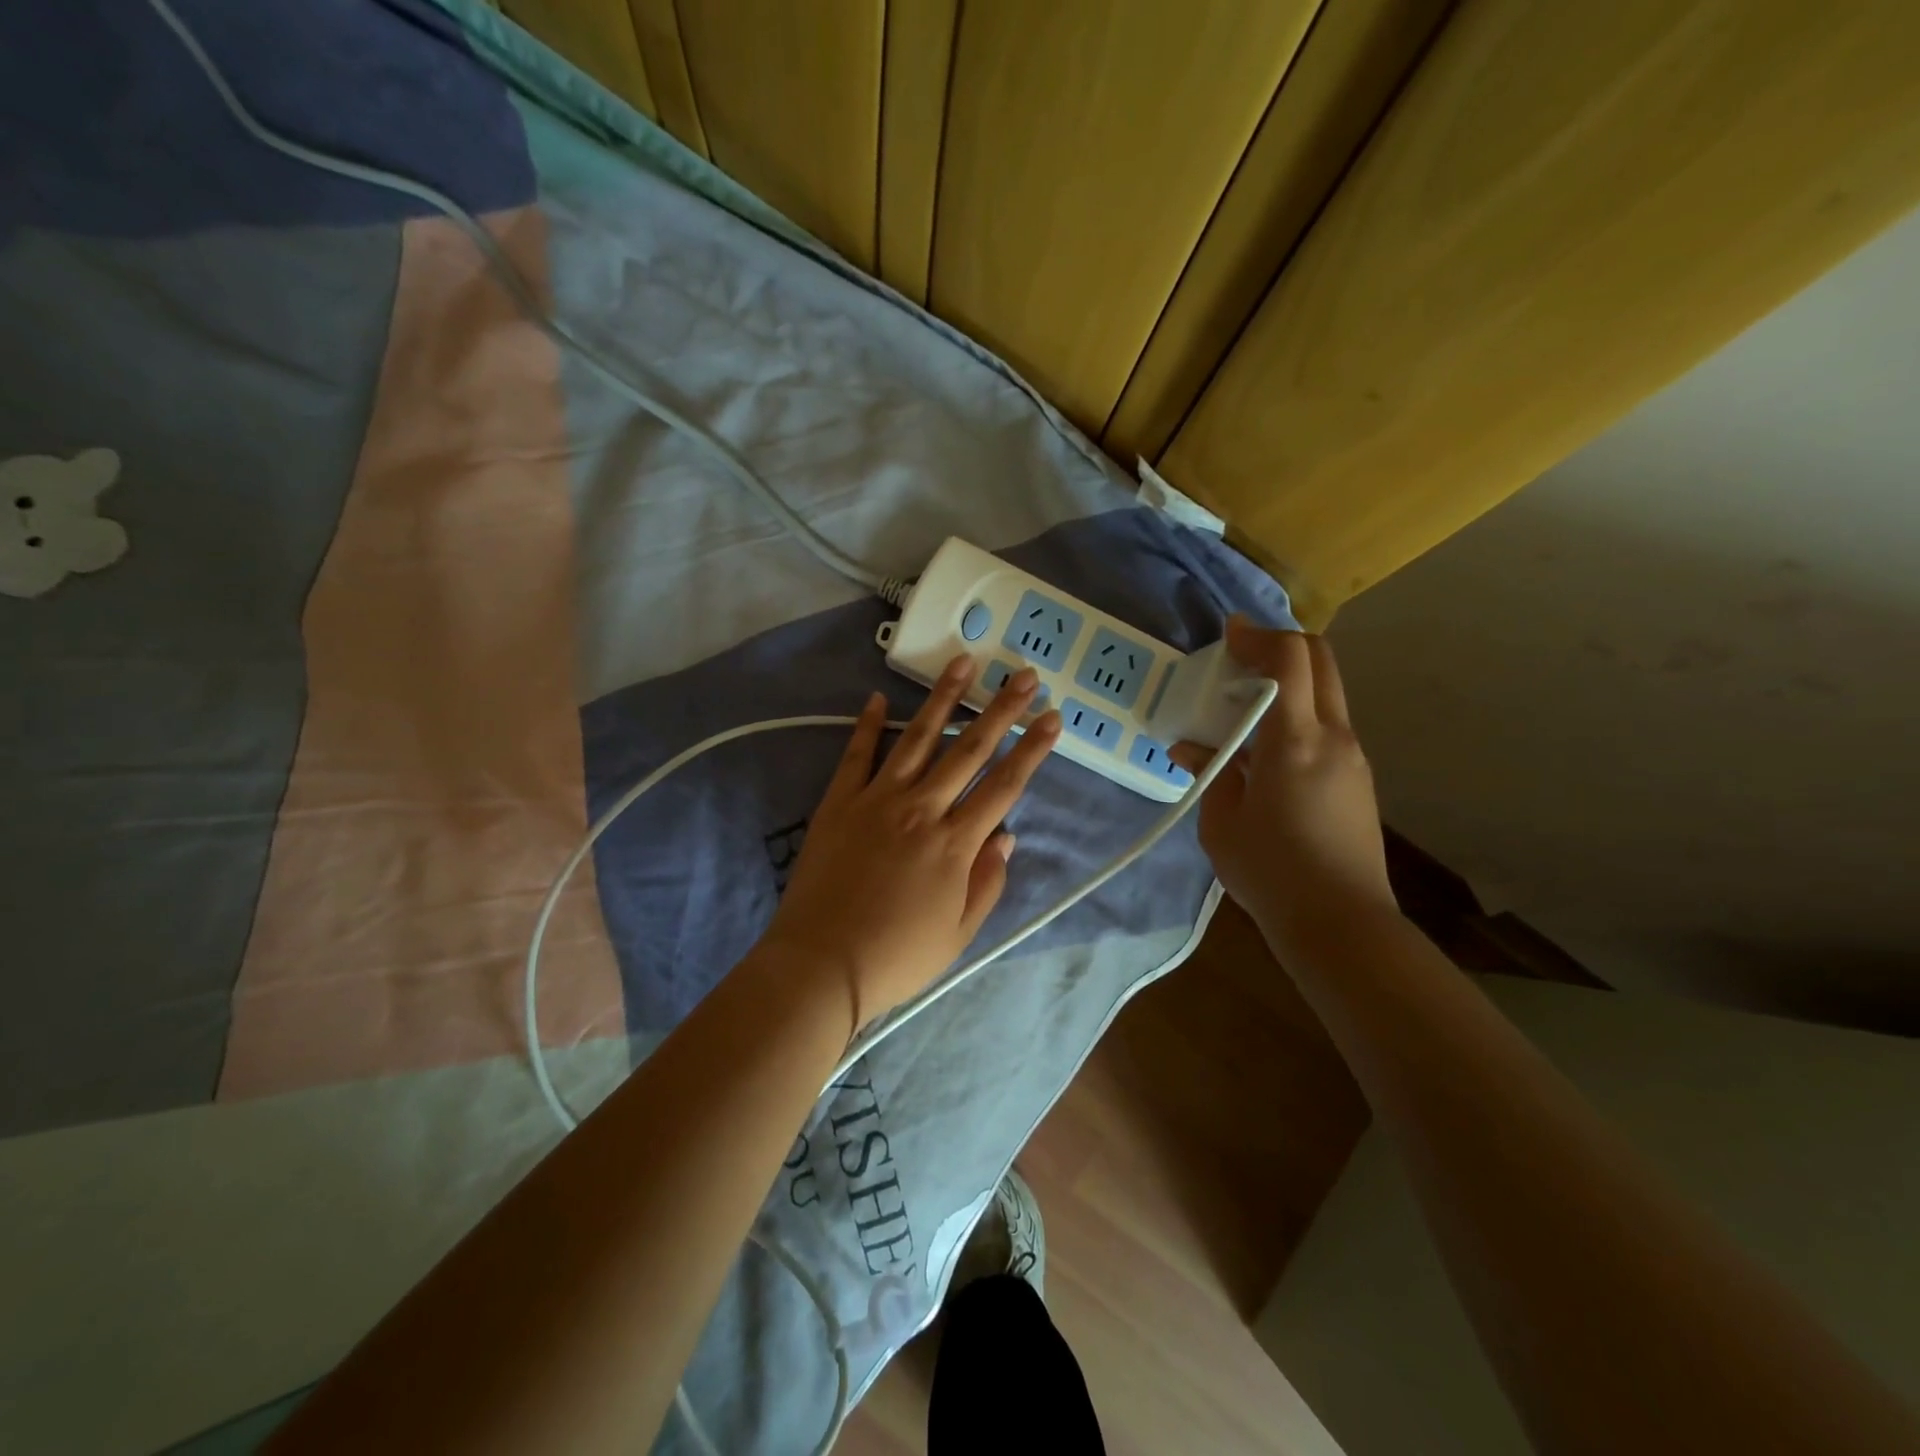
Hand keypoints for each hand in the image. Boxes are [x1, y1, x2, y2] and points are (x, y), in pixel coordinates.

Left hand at [761, 655, 1062, 1037]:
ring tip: (962, 662)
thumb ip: (987, 882)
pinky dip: (867, 725)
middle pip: (969, 750)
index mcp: (955, 843)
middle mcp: (922, 809)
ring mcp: (877, 800)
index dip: (1032, 750)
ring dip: (943, 698)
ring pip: (917, 739)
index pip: (1004, 786)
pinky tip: (876, 697)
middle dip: (1001, 709)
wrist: (821, 964)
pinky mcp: (839, 802)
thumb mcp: (959, 933)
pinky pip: (856, 755)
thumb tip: (1006, 836)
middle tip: (1024, 675)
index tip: (1052, 718)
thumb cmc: (897, 957)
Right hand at [1171, 620, 1394, 949]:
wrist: (1341, 924)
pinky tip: (1263, 749)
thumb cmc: (1270, 872)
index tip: (1228, 633)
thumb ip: (1209, 772)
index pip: (1289, 660)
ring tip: (1242, 708)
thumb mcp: (1221, 823)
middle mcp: (1333, 737)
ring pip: (1326, 692)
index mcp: (1295, 742)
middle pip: (1320, 660)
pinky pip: (1327, 725)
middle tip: (1239, 656)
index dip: (1258, 636)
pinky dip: (1297, 714)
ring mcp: (1352, 757)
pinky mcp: (1357, 778)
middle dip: (1280, 645)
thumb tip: (1192, 747)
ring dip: (1288, 682)